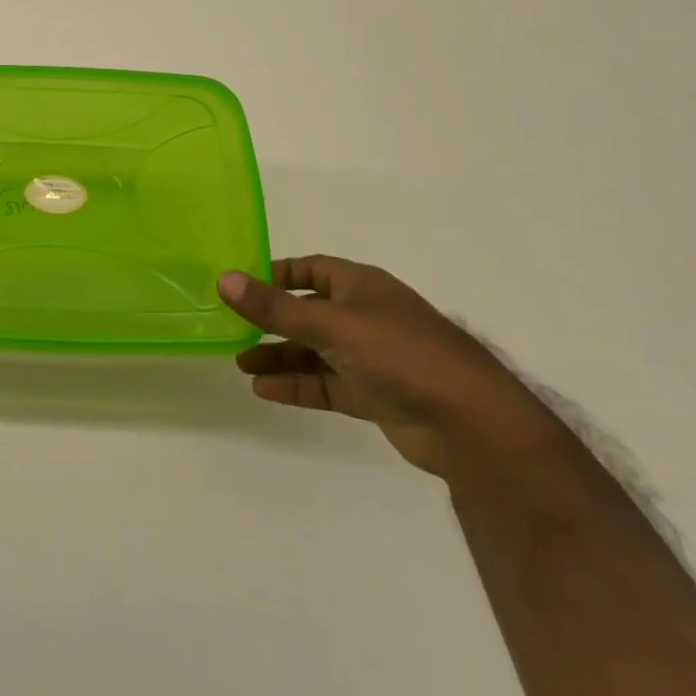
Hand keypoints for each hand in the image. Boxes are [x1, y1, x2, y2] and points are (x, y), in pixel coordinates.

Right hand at [220, 255, 563, 480]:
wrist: (472, 425)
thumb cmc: (400, 354)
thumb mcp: (331, 324)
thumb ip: (275, 307)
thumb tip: (223, 279)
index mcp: (361, 286)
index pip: (311, 269)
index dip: (277, 275)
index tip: (241, 285)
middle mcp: (366, 316)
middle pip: (308, 312)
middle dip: (272, 321)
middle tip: (232, 329)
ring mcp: (372, 357)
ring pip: (315, 351)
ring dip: (280, 356)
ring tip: (240, 363)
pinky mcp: (376, 395)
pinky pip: (327, 383)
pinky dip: (298, 385)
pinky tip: (265, 390)